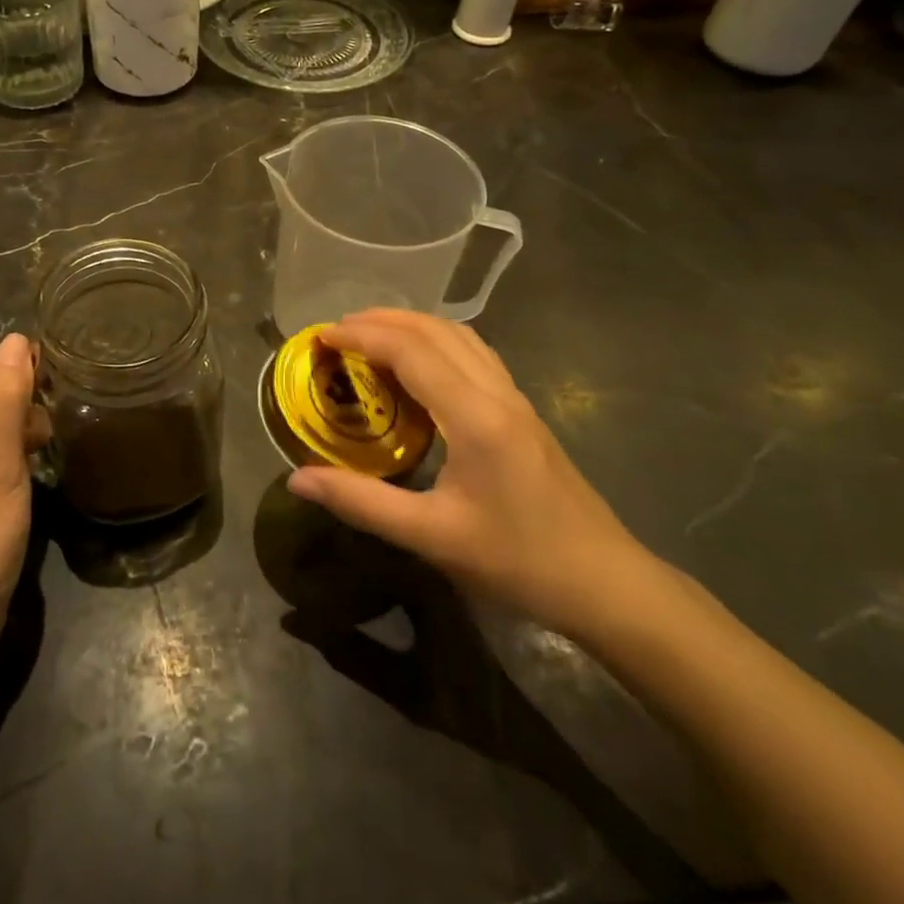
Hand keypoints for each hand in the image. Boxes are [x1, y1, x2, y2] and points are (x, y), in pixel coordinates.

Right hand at [286, 310, 654, 641]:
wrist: (606, 583)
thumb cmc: (518, 561)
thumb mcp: (432, 537)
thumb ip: (361, 503)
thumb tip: (297, 479)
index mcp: (474, 416)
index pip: (411, 351)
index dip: (362, 336)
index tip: (321, 337)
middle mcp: (496, 392)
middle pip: (435, 330)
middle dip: (381, 320)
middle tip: (336, 332)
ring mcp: (515, 398)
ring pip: (459, 336)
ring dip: (411, 325)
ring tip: (370, 336)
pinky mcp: (522, 410)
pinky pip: (474, 353)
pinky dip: (436, 341)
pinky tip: (419, 364)